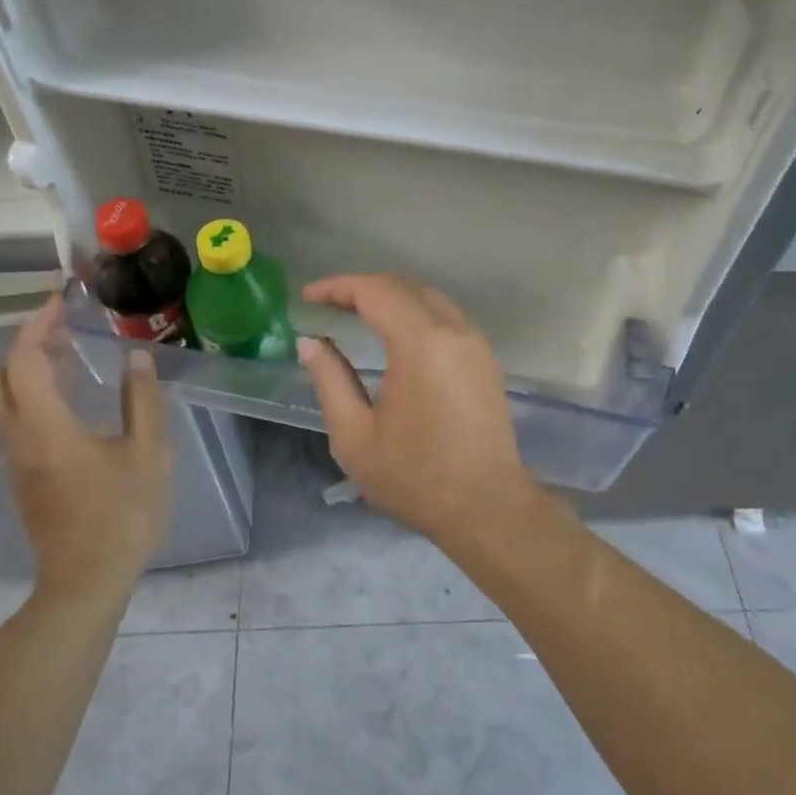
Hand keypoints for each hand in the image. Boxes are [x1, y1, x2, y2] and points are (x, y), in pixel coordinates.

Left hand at [0, 296, 172, 591]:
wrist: (86, 581)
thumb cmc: (122, 514)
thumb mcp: (149, 452)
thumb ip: (141, 399)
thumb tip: (136, 357)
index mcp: (44, 424)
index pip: (26, 357)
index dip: (40, 323)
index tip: (61, 299)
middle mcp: (17, 436)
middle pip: (1, 374)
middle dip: (28, 342)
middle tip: (66, 327)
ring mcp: (14, 459)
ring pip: (3, 398)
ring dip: (28, 368)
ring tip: (71, 354)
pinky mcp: (21, 476)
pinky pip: (13, 418)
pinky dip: (31, 393)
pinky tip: (69, 399)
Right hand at [296, 274, 544, 545]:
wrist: (487, 509)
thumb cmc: (415, 477)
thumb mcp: (355, 436)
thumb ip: (329, 380)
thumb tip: (310, 343)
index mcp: (422, 343)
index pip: (376, 291)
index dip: (338, 287)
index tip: (308, 297)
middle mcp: (454, 331)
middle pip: (404, 286)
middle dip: (363, 287)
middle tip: (328, 304)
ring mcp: (476, 343)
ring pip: (429, 297)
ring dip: (391, 296)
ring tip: (355, 313)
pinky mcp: (486, 360)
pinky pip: (446, 317)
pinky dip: (415, 312)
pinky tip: (394, 334)